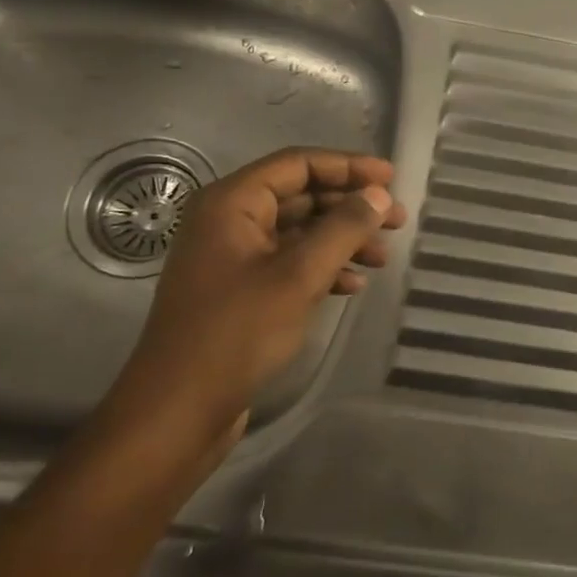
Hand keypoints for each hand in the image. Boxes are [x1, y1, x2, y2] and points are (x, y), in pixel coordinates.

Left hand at [98, 147, 406, 459]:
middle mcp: (229, 222)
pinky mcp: (241, 291)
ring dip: (343, 239)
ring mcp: (233, 258)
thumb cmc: (236, 333)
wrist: (178, 412)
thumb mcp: (298, 276)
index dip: (349, 166)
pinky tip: (353, 285)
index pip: (298, 164)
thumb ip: (343, 228)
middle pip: (301, 196)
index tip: (392, 179)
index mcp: (231, 203)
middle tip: (398, 219)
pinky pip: (290, 263)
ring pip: (300, 231)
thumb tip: (379, 195)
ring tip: (383, 256)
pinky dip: (323, 268)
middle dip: (351, 206)